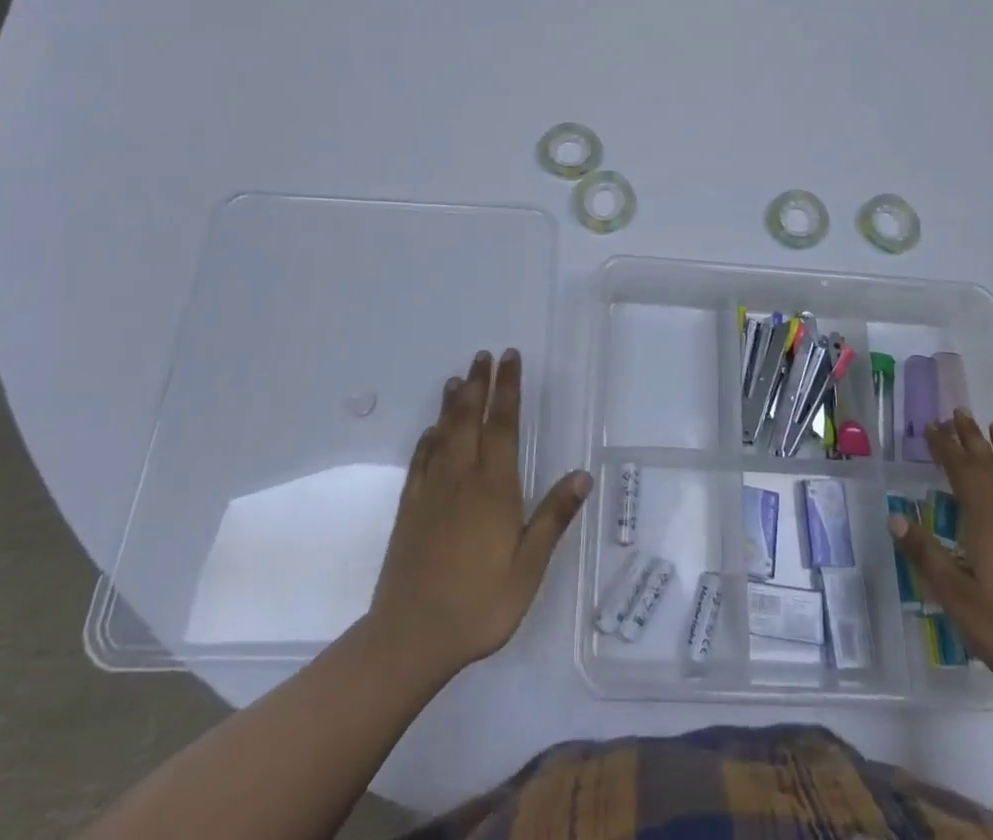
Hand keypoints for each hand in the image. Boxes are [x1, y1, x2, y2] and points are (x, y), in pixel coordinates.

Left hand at [368, 349, 591, 678]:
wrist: (411, 637)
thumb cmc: (480, 603)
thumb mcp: (528, 567)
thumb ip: (553, 518)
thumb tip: (582, 475)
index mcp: (494, 487)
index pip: (503, 424)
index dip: (508, 388)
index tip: (509, 358)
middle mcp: (461, 478)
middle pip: (470, 419)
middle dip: (478, 384)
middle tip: (482, 355)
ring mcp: (431, 492)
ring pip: (443, 434)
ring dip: (451, 403)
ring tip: (456, 378)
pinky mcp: (409, 510)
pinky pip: (419, 462)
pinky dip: (427, 440)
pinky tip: (429, 432)